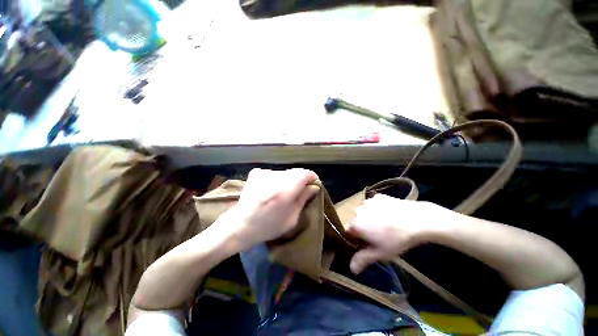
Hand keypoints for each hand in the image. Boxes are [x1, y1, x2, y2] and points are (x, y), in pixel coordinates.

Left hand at [226, 168, 318, 249]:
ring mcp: (263, 174)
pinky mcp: (256, 173)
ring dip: (288, 180)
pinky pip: (274, 173)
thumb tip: (314, 186)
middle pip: (296, 172)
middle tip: (298, 193)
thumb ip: (304, 199)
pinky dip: (276, 180)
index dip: (312, 178)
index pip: (305, 173)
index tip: (313, 186)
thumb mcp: (292, 219)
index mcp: (284, 191)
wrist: (240, 226)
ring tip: (282, 193)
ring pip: (285, 172)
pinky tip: (270, 190)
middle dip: (301, 180)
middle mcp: (274, 178)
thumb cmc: (268, 227)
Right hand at [347, 194, 455, 273]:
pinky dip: (377, 209)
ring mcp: (368, 202)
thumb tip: (351, 269)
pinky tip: (389, 214)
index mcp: (356, 224)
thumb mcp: (380, 253)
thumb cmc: (397, 239)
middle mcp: (358, 211)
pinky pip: (373, 204)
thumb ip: (363, 260)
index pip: (348, 231)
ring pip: (364, 212)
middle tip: (378, 234)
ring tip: (385, 224)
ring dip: (369, 217)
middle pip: (356, 221)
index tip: (366, 242)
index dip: (355, 238)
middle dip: (363, 227)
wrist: (417, 220)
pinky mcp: (377, 196)